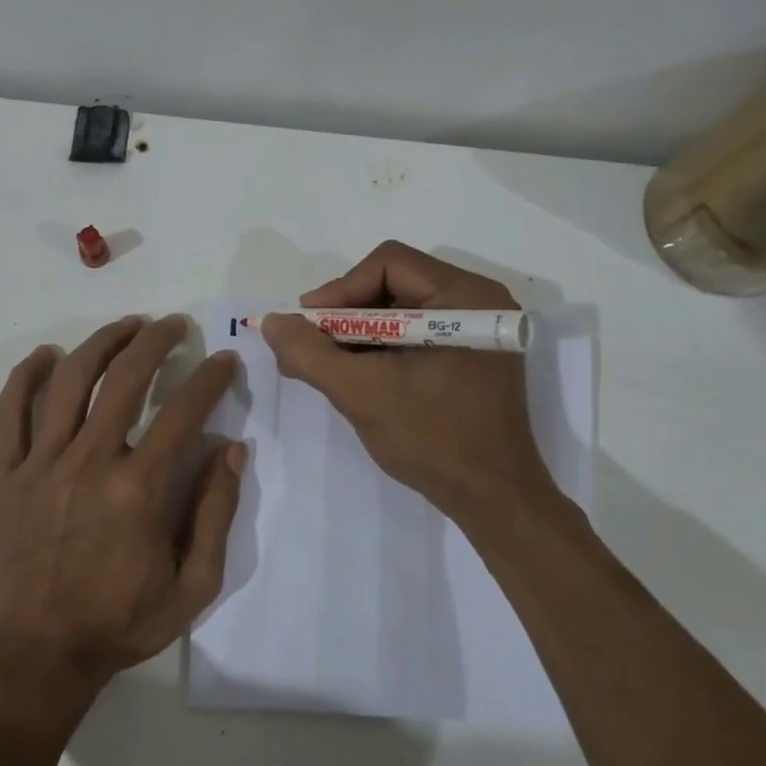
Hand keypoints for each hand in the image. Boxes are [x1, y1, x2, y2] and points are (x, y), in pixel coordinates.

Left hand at [0, 316, 244, 716]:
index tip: (224, 360)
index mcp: (138, 489)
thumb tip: (230, 449)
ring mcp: (41, 465)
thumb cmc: (118, 624)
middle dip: (156, 341)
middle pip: (126, 378)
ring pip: (71, 381)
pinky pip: (11, 411)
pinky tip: (47, 355)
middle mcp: (90, 462)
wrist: (36, 657)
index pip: (184, 411)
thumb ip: (215, 513)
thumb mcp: (192, 586)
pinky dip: (28, 375)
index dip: (211, 378)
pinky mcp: (4, 475)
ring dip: (102, 343)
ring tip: (126, 327)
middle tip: (173, 326)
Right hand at [262, 241, 565, 532]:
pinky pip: (414, 333)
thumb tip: (273, 322)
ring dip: (358, 333)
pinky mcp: (470, 355)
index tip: (308, 326)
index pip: (388, 264)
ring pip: (400, 309)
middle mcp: (478, 301)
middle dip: (345, 313)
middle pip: (393, 283)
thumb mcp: (361, 393)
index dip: (340, 289)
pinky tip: (354, 374)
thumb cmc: (433, 441)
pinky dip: (379, 348)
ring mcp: (477, 330)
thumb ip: (310, 353)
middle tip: (311, 345)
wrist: (493, 500)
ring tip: (325, 365)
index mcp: (466, 298)